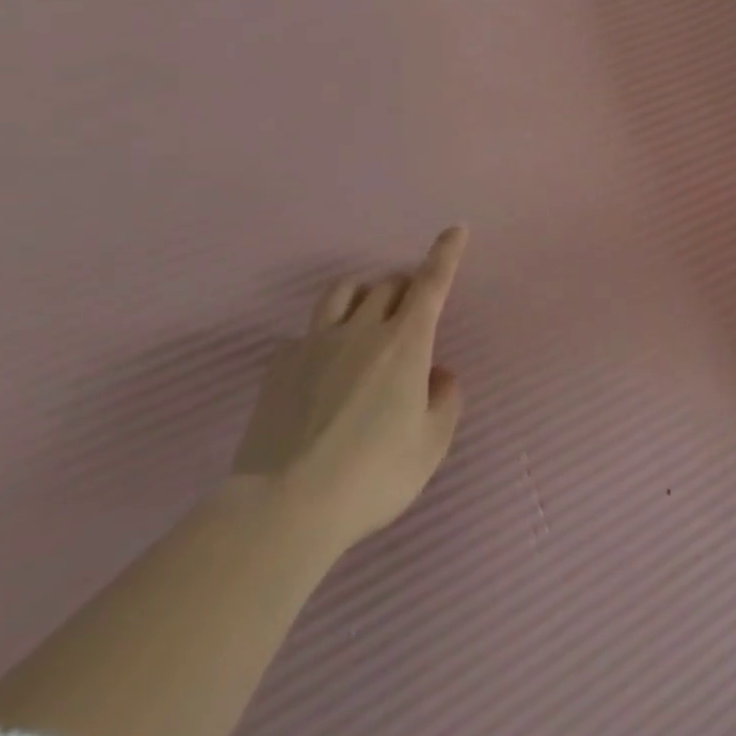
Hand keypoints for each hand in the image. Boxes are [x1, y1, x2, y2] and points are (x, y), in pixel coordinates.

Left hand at [232, 226, 467, 552]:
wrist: (285, 507)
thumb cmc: (373, 475)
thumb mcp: (430, 445)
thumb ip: (444, 401)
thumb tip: (438, 374)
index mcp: (406, 343)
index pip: (431, 283)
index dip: (446, 252)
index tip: (456, 228)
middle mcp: (362, 331)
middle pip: (387, 285)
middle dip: (406, 288)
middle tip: (411, 313)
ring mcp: (315, 344)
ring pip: (342, 293)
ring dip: (363, 295)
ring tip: (367, 319)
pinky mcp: (279, 366)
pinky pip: (307, 332)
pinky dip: (324, 337)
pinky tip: (323, 368)